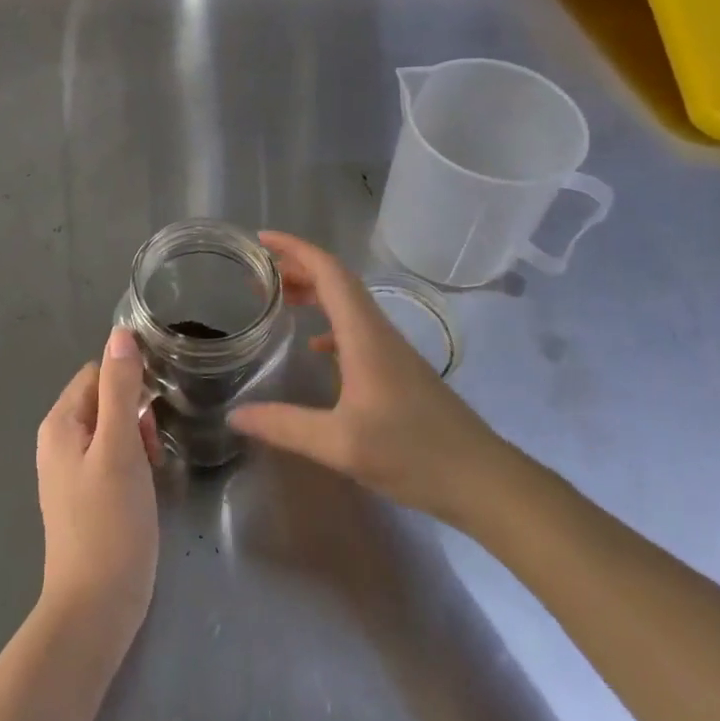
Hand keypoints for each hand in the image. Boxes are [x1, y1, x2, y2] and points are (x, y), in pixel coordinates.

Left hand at [35, 329, 159, 653]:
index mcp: (60, 423)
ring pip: (110, 430)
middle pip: (103, 400)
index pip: (97, 373)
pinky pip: (109, 459)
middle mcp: (57, 441)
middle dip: (134, 415)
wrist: (95, 610)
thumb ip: (120, 389)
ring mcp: (67, 471)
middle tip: (153, 451)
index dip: (129, 385)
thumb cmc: (110, 523)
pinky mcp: (82, 497)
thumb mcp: (120, 448)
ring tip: (153, 472)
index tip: (152, 415)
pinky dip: (130, 464)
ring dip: (136, 441)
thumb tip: (120, 334)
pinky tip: (143, 490)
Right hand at [229, 232, 514, 529]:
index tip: (262, 239)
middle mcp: (378, 331)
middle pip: (337, 281)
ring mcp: (392, 350)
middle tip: (259, 273)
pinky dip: (329, 322)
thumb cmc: (413, 454)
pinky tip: (314, 346)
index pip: (329, 272)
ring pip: (348, 303)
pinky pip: (356, 328)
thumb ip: (285, 426)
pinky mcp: (399, 369)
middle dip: (297, 267)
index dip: (295, 248)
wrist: (484, 481)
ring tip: (279, 299)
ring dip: (314, 292)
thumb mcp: (340, 445)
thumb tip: (235, 414)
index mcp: (364, 334)